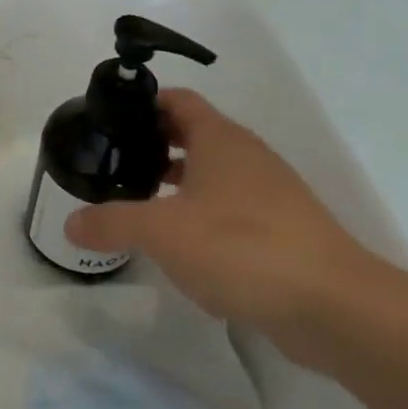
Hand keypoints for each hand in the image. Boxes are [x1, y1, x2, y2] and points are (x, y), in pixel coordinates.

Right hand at [65, 89, 406, 365]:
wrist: (336, 308)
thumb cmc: (242, 248)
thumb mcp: (161, 232)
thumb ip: (111, 222)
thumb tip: (71, 224)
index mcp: (221, 139)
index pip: (176, 100)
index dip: (141, 104)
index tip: (107, 122)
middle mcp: (247, 158)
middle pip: (192, 135)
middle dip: (151, 146)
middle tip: (113, 165)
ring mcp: (270, 196)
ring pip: (211, 176)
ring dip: (175, 184)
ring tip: (137, 204)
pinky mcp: (282, 233)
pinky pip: (230, 212)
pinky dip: (201, 219)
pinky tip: (180, 249)